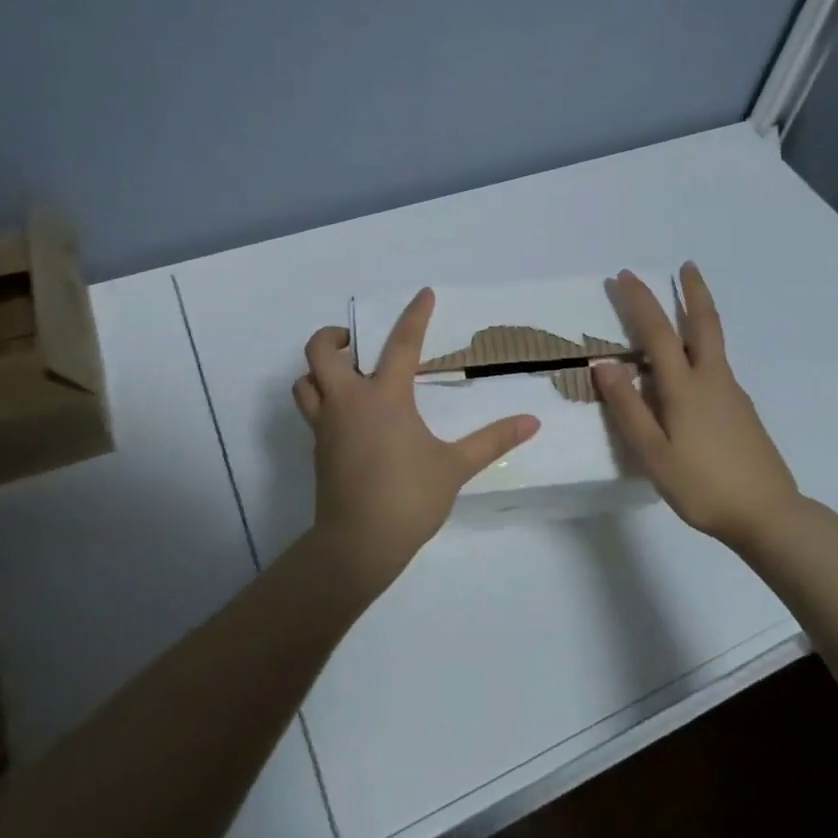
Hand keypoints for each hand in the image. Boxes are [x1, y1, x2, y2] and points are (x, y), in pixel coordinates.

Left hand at [293, 289, 539, 589]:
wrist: (357, 544)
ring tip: (344, 375)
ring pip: (304, 382)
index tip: (423, 294)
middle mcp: (349, 401)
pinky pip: (311, 410)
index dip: (415, 315)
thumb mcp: (455, 467)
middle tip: (354, 342)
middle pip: (321, 352)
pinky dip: (321, 400)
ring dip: (319, 370)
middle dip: (332, 337)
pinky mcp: (318, 448)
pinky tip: (348, 417)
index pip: (402, 343)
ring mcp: (327, 425)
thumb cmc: (409, 498)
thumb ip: (492, 441)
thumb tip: (532, 422)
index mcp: (385, 397)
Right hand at [593, 263, 807, 548]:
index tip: (624, 276)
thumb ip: (628, 408)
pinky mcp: (742, 410)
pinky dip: (703, 347)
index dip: (639, 301)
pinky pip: (717, 365)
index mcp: (685, 387)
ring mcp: (732, 394)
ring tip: (685, 305)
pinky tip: (693, 368)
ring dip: (699, 315)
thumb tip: (603, 364)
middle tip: (687, 265)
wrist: (769, 515)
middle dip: (693, 291)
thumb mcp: (653, 454)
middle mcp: (712, 380)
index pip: (656, 332)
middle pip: (704, 324)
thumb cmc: (703, 486)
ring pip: (714, 343)